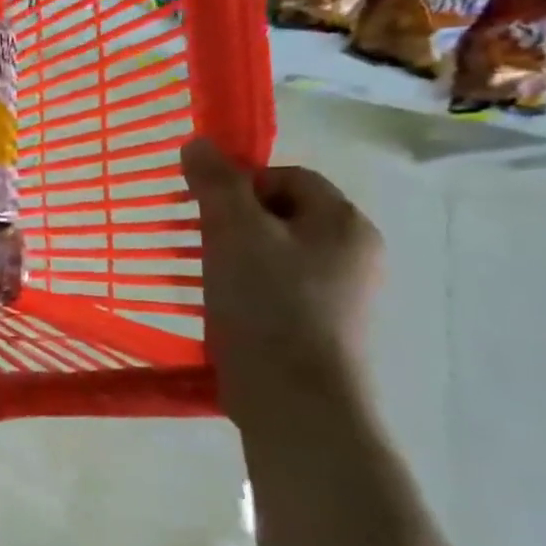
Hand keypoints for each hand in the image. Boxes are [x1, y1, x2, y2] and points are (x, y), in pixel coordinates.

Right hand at [181, 138, 383, 434]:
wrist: (296, 402)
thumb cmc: (268, 305)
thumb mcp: (234, 232)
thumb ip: (216, 183)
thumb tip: (198, 142)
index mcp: (343, 224)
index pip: (287, 177)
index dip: (239, 183)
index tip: (201, 209)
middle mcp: (352, 254)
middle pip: (279, 215)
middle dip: (230, 221)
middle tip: (192, 240)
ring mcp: (341, 296)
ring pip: (273, 254)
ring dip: (230, 256)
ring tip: (196, 275)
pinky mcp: (321, 329)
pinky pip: (275, 290)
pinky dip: (243, 289)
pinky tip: (216, 307)